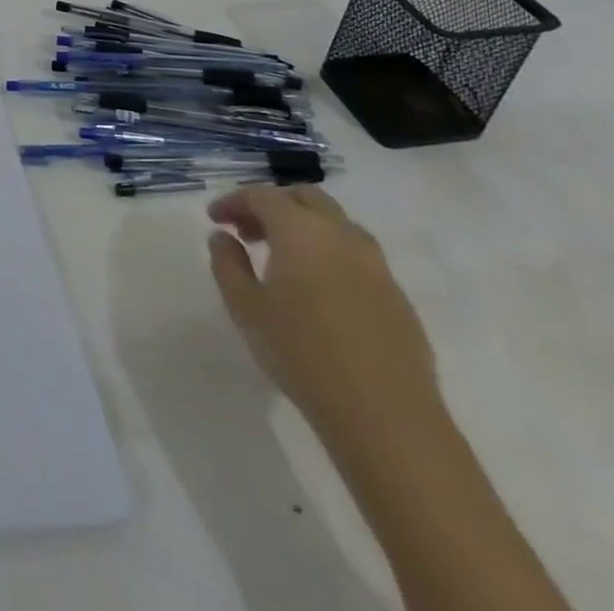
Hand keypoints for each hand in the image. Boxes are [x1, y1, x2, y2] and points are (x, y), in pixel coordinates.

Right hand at [207, 184, 439, 440]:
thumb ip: (228, 263)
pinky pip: (358, 256)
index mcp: (301, 231)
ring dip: (305, 227)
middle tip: (248, 231)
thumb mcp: (245, 307)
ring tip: (283, 258)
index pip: (261, 196)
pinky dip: (331, 254)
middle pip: (305, 198)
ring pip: (337, 224)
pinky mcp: (398, 297)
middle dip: (272, 205)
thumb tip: (223, 237)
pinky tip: (319, 289)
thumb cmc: (302, 354)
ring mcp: (376, 266)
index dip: (233, 201)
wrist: (386, 417)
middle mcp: (341, 235)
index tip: (215, 219)